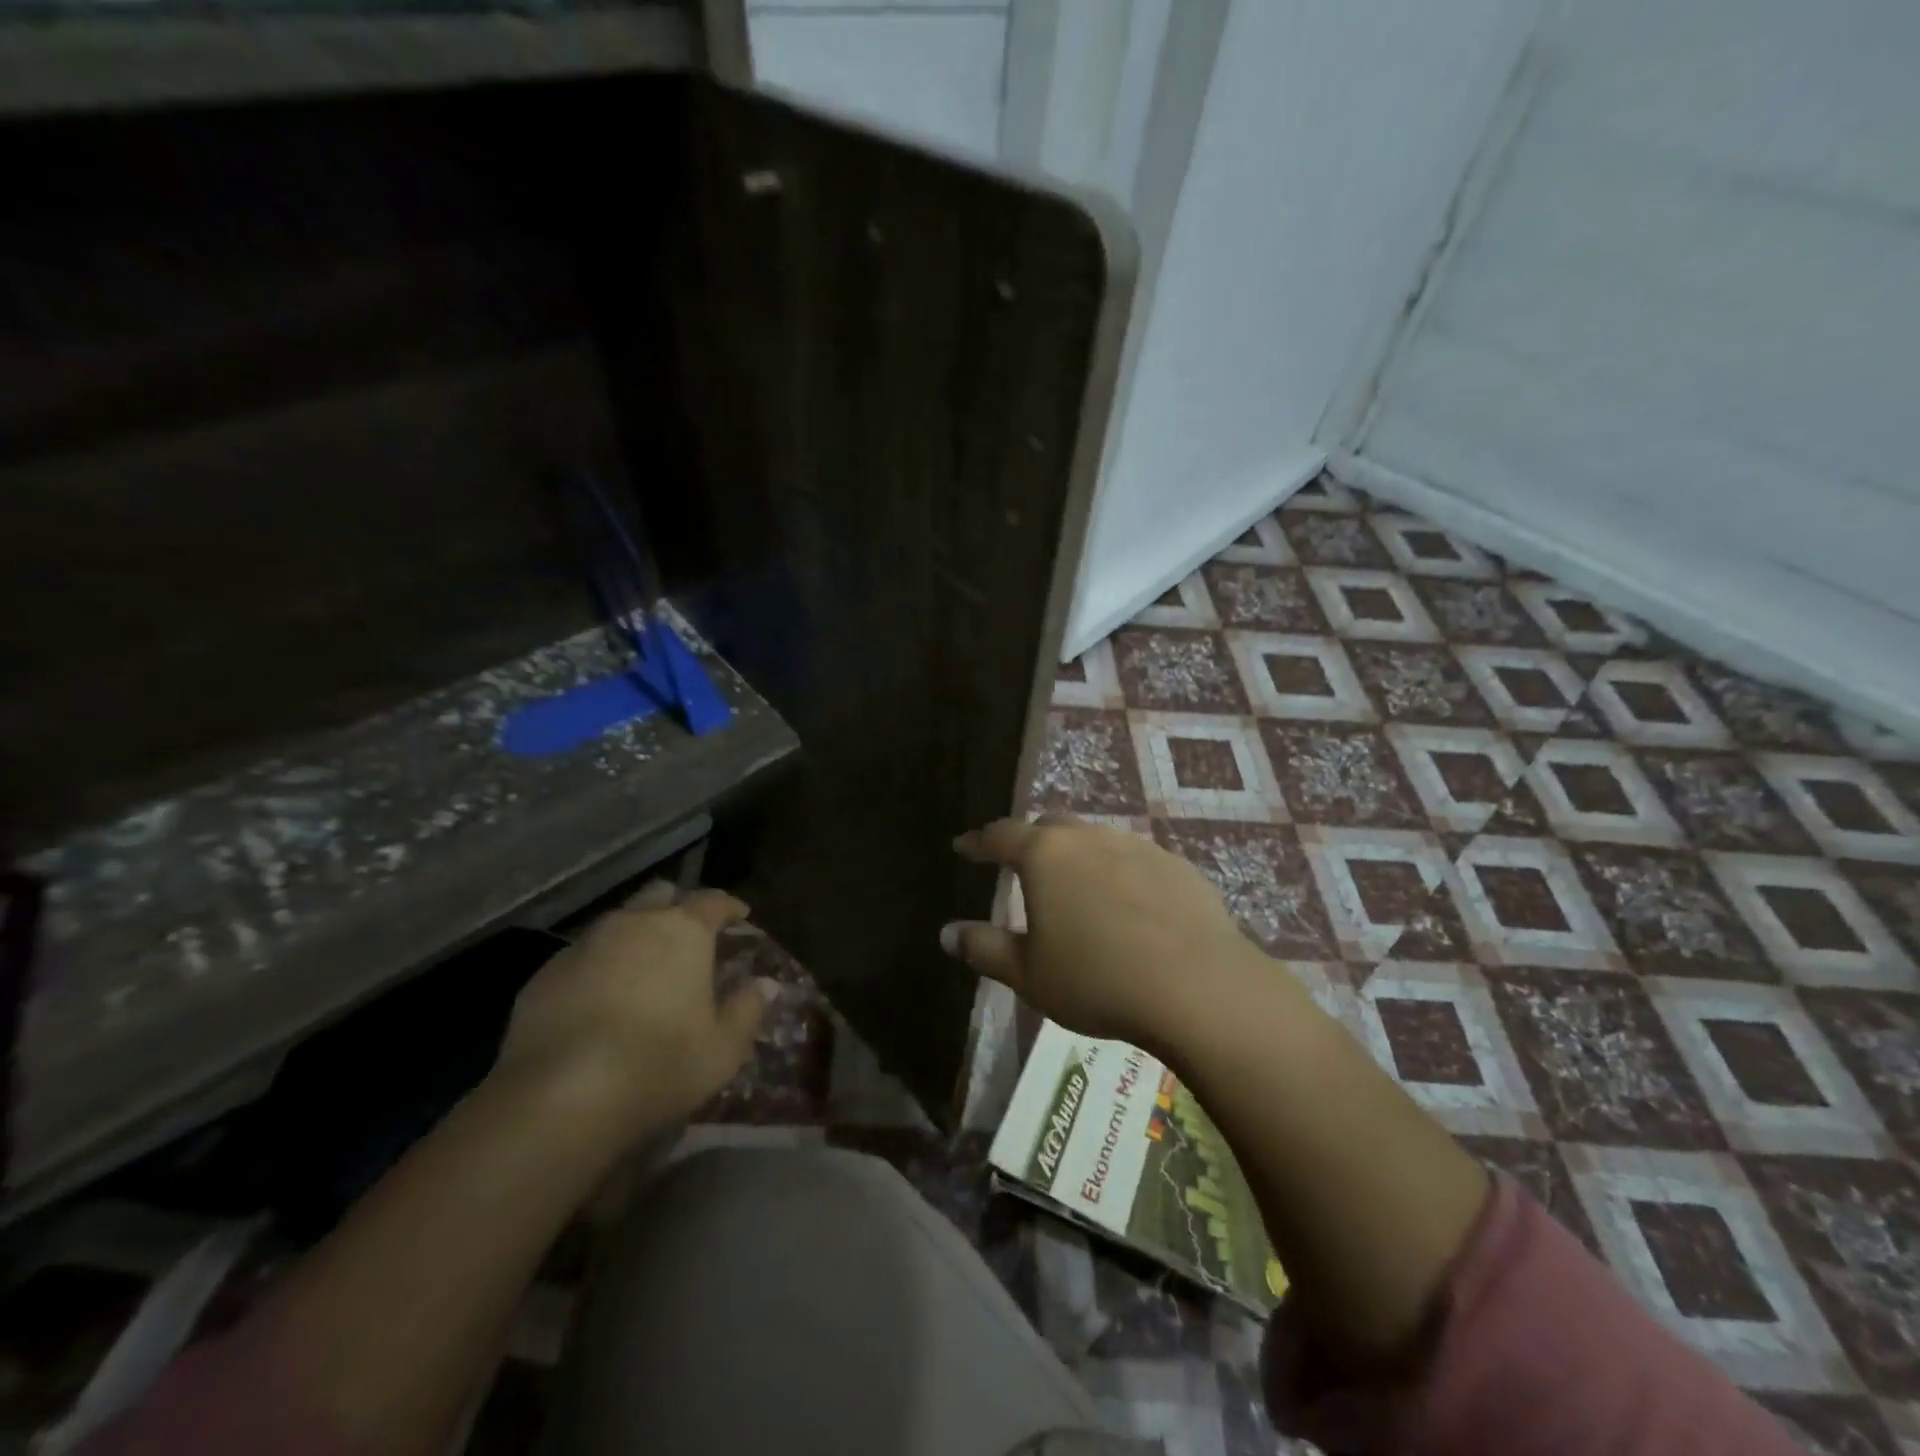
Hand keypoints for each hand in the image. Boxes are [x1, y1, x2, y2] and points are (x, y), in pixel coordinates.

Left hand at [493, 890, 773, 1138]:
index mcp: (684, 932)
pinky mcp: (545, 975)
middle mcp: (634, 924)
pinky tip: (599, 1001)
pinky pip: (581, 957)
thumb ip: (748, 1009)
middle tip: (688, 933)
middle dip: (677, 906)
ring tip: (643, 970)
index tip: (740, 915)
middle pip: (660, 895)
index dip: (729, 906)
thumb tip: (765, 984)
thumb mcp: (723, 1048)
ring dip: (635, 936)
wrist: (560, 1097)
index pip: (713, 901)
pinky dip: (598, 967)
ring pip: (617, 923)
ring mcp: (584, 945)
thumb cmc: (660, 1064)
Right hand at [940, 816, 1266, 1051]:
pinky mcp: (1177, 866)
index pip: (1001, 835)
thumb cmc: (1096, 979)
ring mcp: (1138, 847)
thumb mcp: (1028, 974)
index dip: (978, 842)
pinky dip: (1119, 873)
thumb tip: (946, 932)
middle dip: (1030, 841)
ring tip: (1075, 885)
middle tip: (1021, 864)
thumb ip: (984, 948)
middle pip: (1051, 827)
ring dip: (1078, 856)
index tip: (963, 846)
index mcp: (1046, 855)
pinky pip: (1135, 860)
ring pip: (1096, 840)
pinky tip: (1128, 905)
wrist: (1197, 987)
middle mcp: (1090, 838)